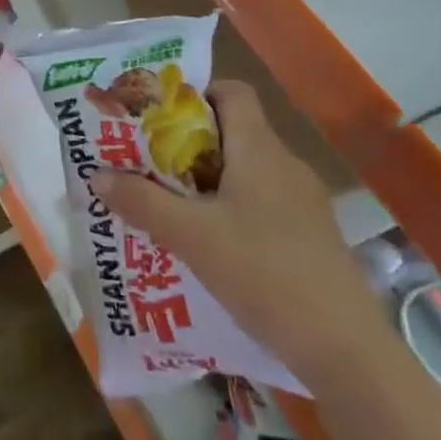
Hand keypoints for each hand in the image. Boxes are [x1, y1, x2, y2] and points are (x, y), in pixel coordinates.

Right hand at [91, 81, 385, 387]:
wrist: (343, 347)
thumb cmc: (263, 273)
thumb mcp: (191, 237)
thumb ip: (142, 202)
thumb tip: (97, 175)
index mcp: (260, 150)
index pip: (233, 92)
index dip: (196, 95)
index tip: (158, 118)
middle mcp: (286, 166)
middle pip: (234, 133)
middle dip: (188, 145)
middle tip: (148, 164)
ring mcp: (303, 203)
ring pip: (247, 173)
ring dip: (207, 182)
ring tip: (168, 205)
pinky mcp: (310, 237)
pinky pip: (261, 205)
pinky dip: (230, 210)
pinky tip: (208, 244)